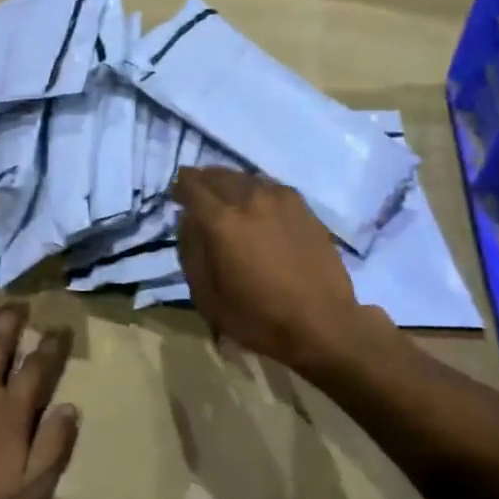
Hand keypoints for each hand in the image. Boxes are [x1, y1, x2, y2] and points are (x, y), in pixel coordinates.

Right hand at [174, 167, 376, 369]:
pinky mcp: (303, 206)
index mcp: (221, 220)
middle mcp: (249, 198)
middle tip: (199, 197)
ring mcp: (280, 198)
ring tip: (227, 201)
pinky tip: (257, 207)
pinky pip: (269, 187)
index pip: (191, 184)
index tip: (177, 197)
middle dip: (203, 182)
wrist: (322, 323)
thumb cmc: (257, 316)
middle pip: (217, 174)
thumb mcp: (206, 295)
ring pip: (245, 177)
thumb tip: (187, 221)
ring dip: (230, 184)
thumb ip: (190, 251)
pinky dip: (255, 191)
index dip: (179, 187)